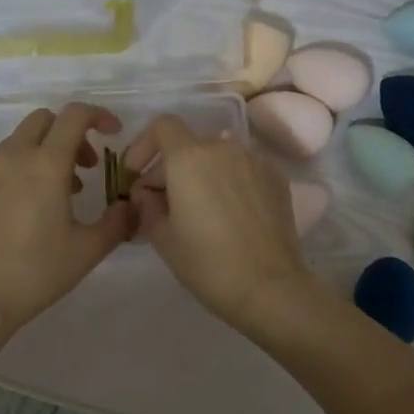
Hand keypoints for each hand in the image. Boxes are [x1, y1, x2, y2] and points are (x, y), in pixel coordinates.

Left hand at [0, 103, 133, 337]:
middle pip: (43, 121)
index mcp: (46, 164)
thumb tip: (130, 207)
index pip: (74, 116)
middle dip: (69, 134)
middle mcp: (12, 157)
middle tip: (85, 168)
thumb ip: (117, 222)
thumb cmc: (35, 272)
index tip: (112, 132)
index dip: (98, 115)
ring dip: (43, 154)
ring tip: (56, 196)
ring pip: (17, 143)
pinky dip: (18, 172)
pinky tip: (22, 212)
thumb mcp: (87, 250)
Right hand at [122, 114, 318, 332]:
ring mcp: (255, 161)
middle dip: (170, 167)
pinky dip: (228, 182)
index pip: (163, 126)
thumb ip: (147, 205)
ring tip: (196, 210)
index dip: (143, 145)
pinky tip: (227, 215)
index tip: (136, 174)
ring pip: (218, 157)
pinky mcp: (277, 179)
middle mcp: (224, 148)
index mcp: (190, 157)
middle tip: (160, 203)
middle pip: (190, 144)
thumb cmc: (207, 262)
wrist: (269, 286)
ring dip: (201, 174)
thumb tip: (147, 193)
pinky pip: (242, 170)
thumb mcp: (163, 237)